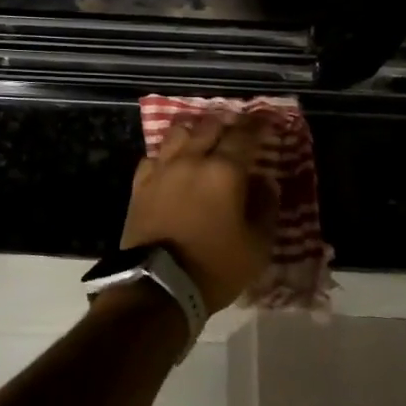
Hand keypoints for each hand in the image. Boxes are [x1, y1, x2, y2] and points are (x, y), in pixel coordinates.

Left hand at [121, 113, 277, 312]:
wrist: (159, 286)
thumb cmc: (215, 267)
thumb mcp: (256, 246)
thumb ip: (265, 207)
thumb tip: (264, 181)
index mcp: (224, 171)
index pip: (244, 134)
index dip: (257, 124)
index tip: (265, 119)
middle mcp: (191, 160)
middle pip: (209, 126)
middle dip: (226, 123)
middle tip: (236, 128)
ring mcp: (162, 169)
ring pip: (178, 133)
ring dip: (194, 131)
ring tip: (202, 138)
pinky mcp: (140, 184)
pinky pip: (154, 156)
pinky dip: (167, 154)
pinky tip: (172, 163)